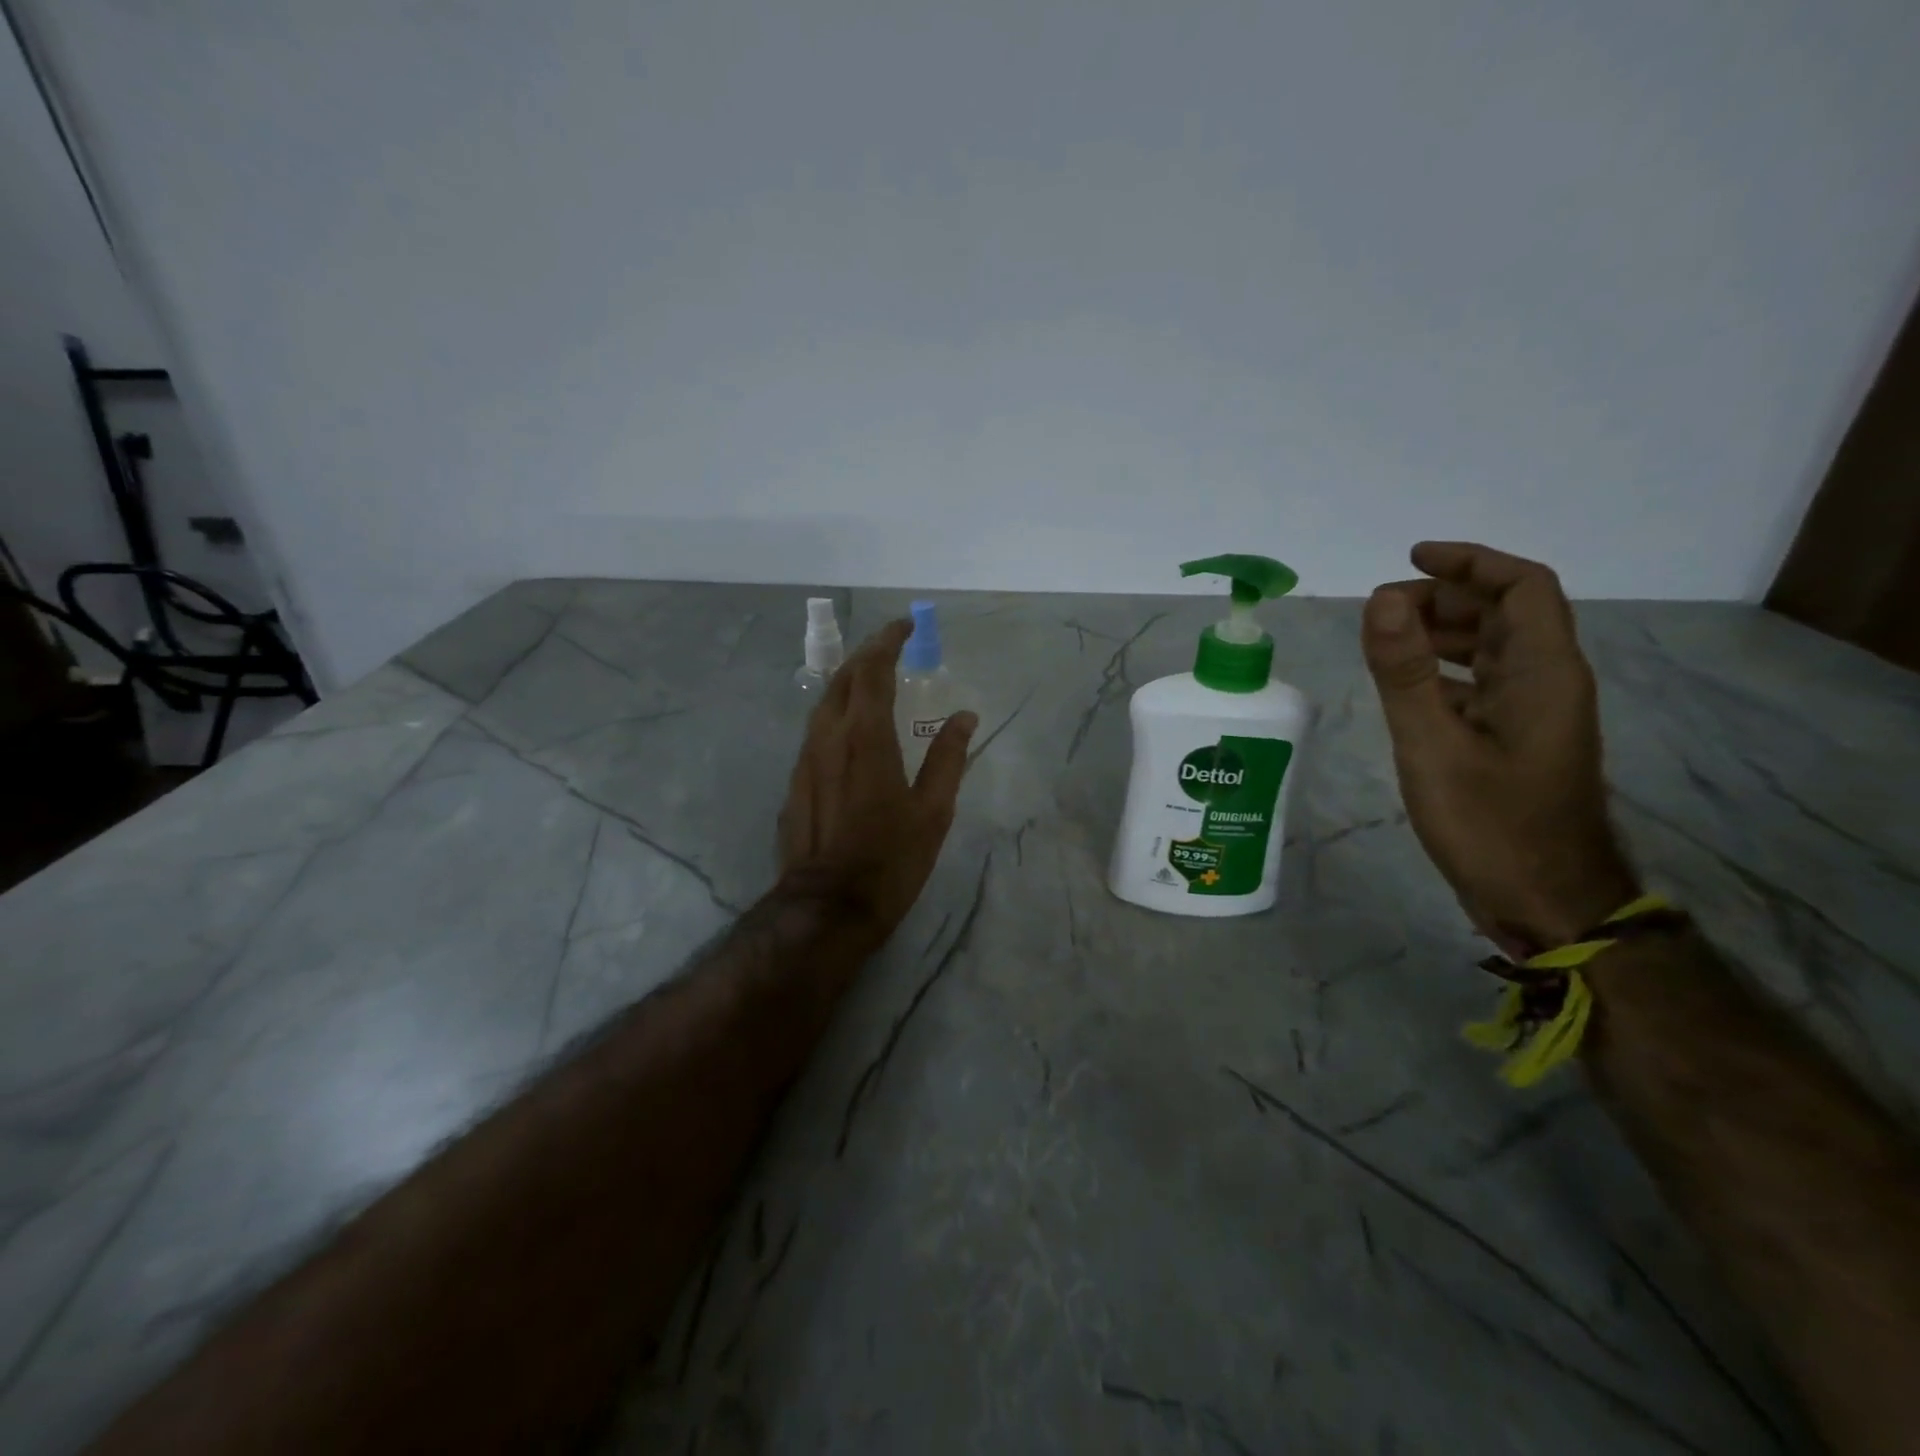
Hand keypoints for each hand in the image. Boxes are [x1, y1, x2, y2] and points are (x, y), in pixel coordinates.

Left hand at [777, 619, 977, 946]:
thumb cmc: (889, 859)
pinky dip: (837, 714)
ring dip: (849, 683)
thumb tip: (964, 716)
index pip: (872, 670)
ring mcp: (805, 759)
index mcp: (866, 737)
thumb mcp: (933, 811)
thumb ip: (948, 758)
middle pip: (842, 679)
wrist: (827, 906)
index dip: (888, 641)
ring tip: (873, 681)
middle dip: (866, 655)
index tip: (905, 625)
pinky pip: (816, 731)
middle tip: (891, 647)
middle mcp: (828, 737)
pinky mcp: (795, 783)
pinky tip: (851, 730)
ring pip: (824, 704)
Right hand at [1362, 542, 1638, 954]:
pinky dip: (1441, 674)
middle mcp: (1547, 682)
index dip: (1471, 563)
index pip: (1523, 587)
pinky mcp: (1516, 742)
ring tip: (1383, 643)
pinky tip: (1403, 690)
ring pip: (1490, 651)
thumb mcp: (1433, 744)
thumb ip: (1404, 671)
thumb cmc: (1491, 824)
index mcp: (1542, 672)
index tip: (1411, 558)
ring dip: (1440, 635)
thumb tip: (1379, 599)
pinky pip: (1481, 686)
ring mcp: (1534, 714)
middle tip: (1379, 614)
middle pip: (1503, 614)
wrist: (1548, 902)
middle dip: (1443, 600)